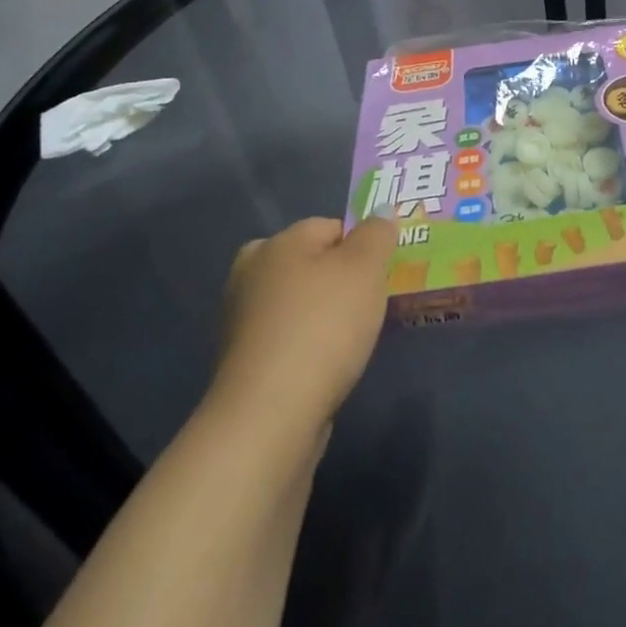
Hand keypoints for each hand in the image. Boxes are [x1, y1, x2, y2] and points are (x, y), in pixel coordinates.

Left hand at [214, 217, 394, 431]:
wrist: (270, 416)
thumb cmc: (322, 327)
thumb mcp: (365, 269)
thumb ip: (377, 235)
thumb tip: (380, 211)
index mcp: (276, 243)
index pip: (331, 227)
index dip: (363, 247)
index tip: (383, 276)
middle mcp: (250, 273)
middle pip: (312, 264)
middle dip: (343, 280)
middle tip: (371, 306)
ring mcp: (242, 320)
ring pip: (300, 302)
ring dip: (326, 315)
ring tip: (353, 340)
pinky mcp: (244, 361)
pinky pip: (289, 337)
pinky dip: (309, 344)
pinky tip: (327, 365)